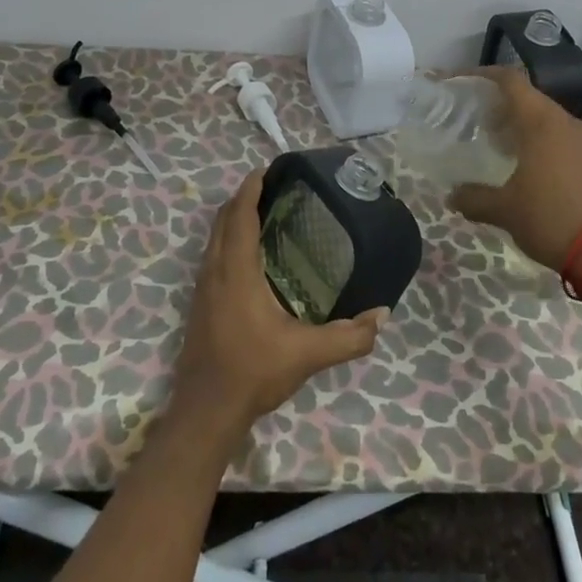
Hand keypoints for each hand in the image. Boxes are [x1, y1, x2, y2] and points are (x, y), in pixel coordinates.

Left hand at [171, 171, 386, 436]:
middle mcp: (214, 271)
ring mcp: (202, 288)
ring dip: (232, 218)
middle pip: (223, 220)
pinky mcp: (199, 304)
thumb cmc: (253, 372)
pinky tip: (246, 254)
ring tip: (260, 211)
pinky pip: (211, 255)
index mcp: (236, 271)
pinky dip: (227, 239)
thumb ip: (348, 336)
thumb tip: (382, 315)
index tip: (267, 169)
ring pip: (213, 238)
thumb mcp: (307, 354)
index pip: (240, 215)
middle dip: (242, 198)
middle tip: (270, 186)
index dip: (251, 189)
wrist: (205, 412)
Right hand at [450, 68, 581, 270]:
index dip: (484, 75)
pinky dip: (550, 146)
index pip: (511, 80)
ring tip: (508, 151)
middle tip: (482, 126)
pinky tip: (540, 173)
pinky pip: (570, 141)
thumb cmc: (551, 219)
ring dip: (528, 128)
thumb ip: (474, 198)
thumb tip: (452, 195)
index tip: (464, 83)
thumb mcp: (505, 211)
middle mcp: (567, 122)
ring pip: (552, 121)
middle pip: (531, 99)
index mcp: (540, 123)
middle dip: (504, 107)